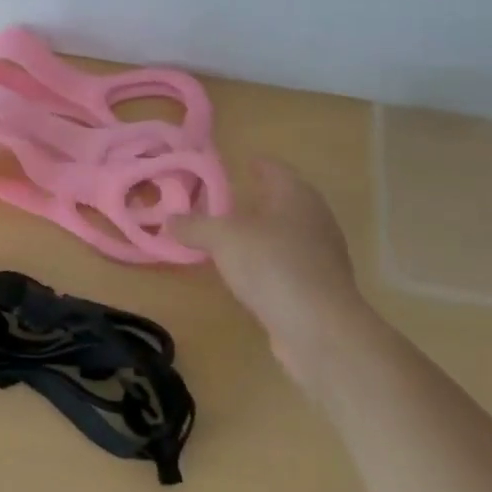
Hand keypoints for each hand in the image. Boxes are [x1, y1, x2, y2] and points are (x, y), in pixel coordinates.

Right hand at [172, 158, 368, 386]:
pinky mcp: (319, 289)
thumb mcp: (223, 239)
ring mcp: (322, 257)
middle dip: (259, 200)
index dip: (257, 165)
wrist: (320, 330)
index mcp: (296, 196)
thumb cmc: (273, 266)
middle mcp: (315, 220)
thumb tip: (169, 219)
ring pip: (287, 235)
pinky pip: (288, 266)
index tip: (241, 162)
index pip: (276, 170)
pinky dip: (267, 263)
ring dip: (262, 234)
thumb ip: (195, 226)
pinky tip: (248, 273)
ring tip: (232, 237)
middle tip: (227, 200)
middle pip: (284, 202)